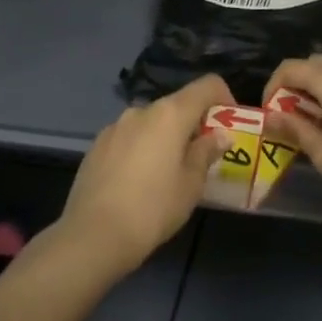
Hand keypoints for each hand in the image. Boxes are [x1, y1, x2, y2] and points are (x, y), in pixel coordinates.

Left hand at [56, 74, 229, 278]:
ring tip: (168, 173)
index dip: (224, 97)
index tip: (229, 125)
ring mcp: (115, 126)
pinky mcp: (97, 145)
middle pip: (177, 105)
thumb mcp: (190, 184)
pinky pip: (129, 137)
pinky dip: (141, 148)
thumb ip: (206, 153)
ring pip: (151, 122)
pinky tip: (138, 181)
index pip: (207, 85)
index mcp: (170, 114)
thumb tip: (220, 135)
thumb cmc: (153, 208)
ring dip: (165, 137)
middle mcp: (142, 110)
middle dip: (193, 124)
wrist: (93, 235)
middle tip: (201, 157)